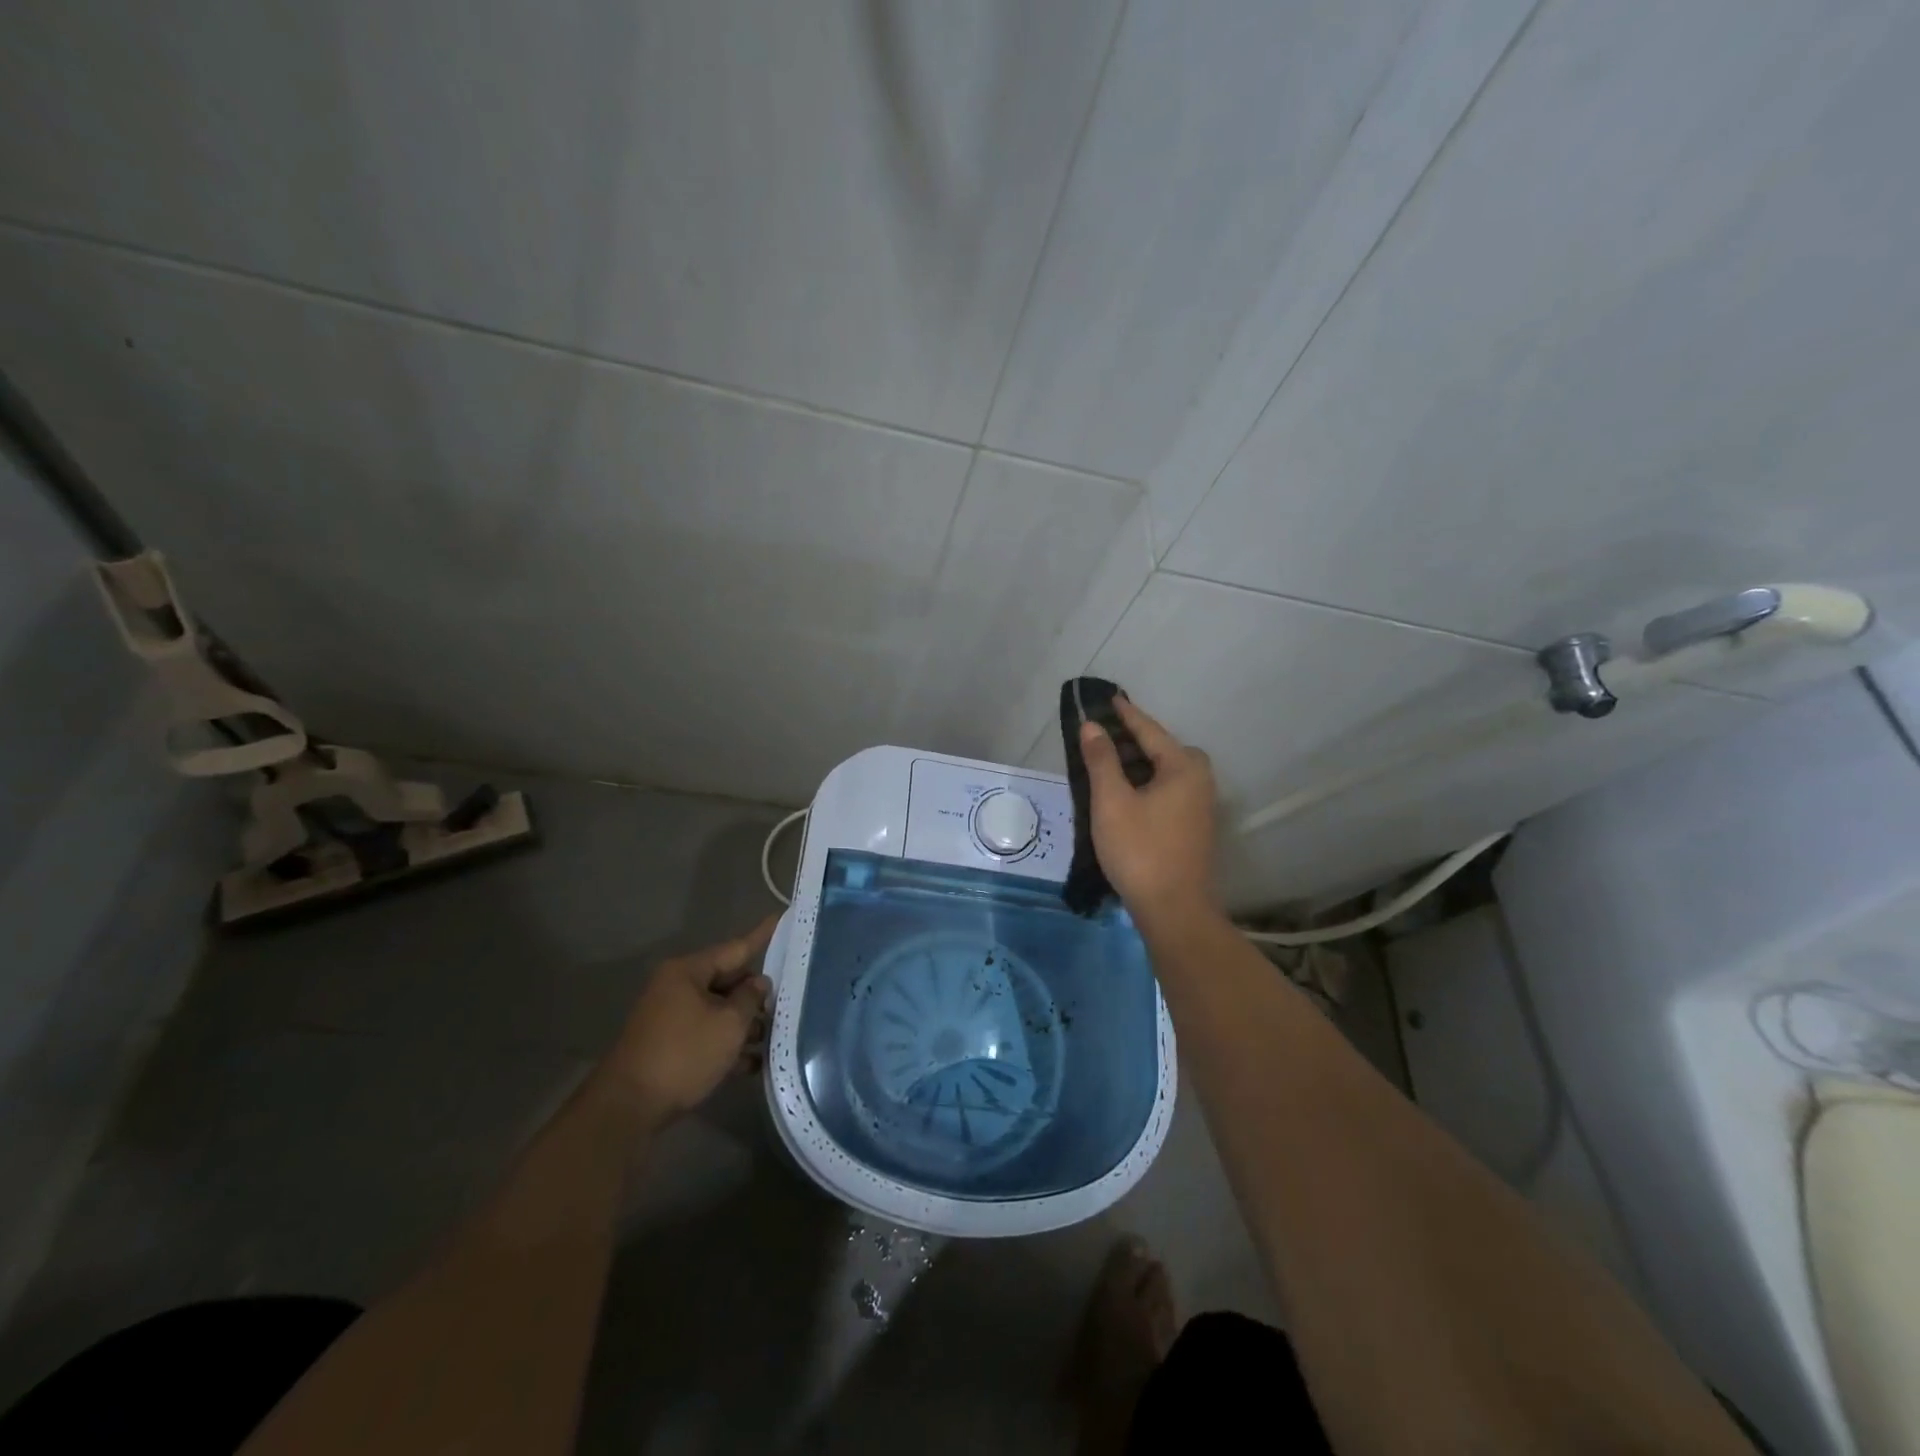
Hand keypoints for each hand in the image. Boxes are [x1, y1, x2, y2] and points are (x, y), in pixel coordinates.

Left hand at [604, 917, 777, 1121]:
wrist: (628, 1108)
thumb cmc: (683, 1054)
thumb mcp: (728, 1024)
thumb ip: (750, 999)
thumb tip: (759, 983)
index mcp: (688, 971)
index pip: (735, 948)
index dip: (762, 936)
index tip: (781, 917)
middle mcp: (676, 987)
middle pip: (727, 980)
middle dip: (756, 994)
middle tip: (789, 999)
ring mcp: (670, 1017)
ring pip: (718, 1010)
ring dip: (744, 1024)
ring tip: (775, 1038)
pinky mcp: (668, 1045)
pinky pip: (706, 1034)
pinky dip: (727, 1044)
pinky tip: (753, 1064)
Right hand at [1081, 699, 1220, 925]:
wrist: (1174, 910)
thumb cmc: (1140, 850)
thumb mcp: (1112, 801)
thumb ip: (1101, 760)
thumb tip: (1092, 726)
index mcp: (1183, 767)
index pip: (1150, 730)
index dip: (1126, 714)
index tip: (1109, 697)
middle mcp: (1200, 780)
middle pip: (1162, 749)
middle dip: (1132, 740)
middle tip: (1101, 735)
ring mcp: (1200, 805)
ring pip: (1165, 772)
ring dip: (1137, 764)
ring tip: (1105, 763)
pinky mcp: (1194, 826)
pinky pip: (1168, 790)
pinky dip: (1146, 784)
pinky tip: (1124, 794)